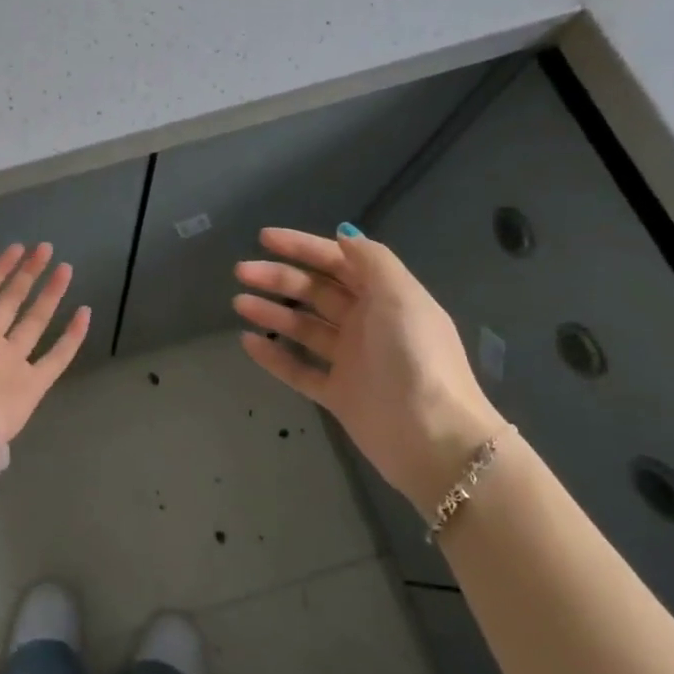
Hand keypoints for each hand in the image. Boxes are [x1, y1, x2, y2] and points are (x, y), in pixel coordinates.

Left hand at [0, 243, 91, 445]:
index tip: (19, 247)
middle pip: (11, 301)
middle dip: (27, 275)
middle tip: (46, 250)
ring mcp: (11, 363)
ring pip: (35, 323)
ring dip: (50, 296)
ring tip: (66, 269)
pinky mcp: (33, 384)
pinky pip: (57, 357)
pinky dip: (72, 337)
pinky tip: (85, 312)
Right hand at [234, 226, 507, 511]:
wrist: (433, 437)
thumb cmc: (416, 358)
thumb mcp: (401, 297)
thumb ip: (372, 261)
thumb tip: (344, 235)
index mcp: (385, 298)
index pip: (338, 262)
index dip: (302, 247)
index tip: (264, 238)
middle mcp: (367, 324)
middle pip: (315, 292)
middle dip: (279, 278)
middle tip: (241, 272)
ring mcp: (351, 361)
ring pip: (303, 328)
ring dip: (271, 312)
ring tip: (239, 303)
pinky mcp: (338, 394)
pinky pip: (298, 369)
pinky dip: (273, 356)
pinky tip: (247, 342)